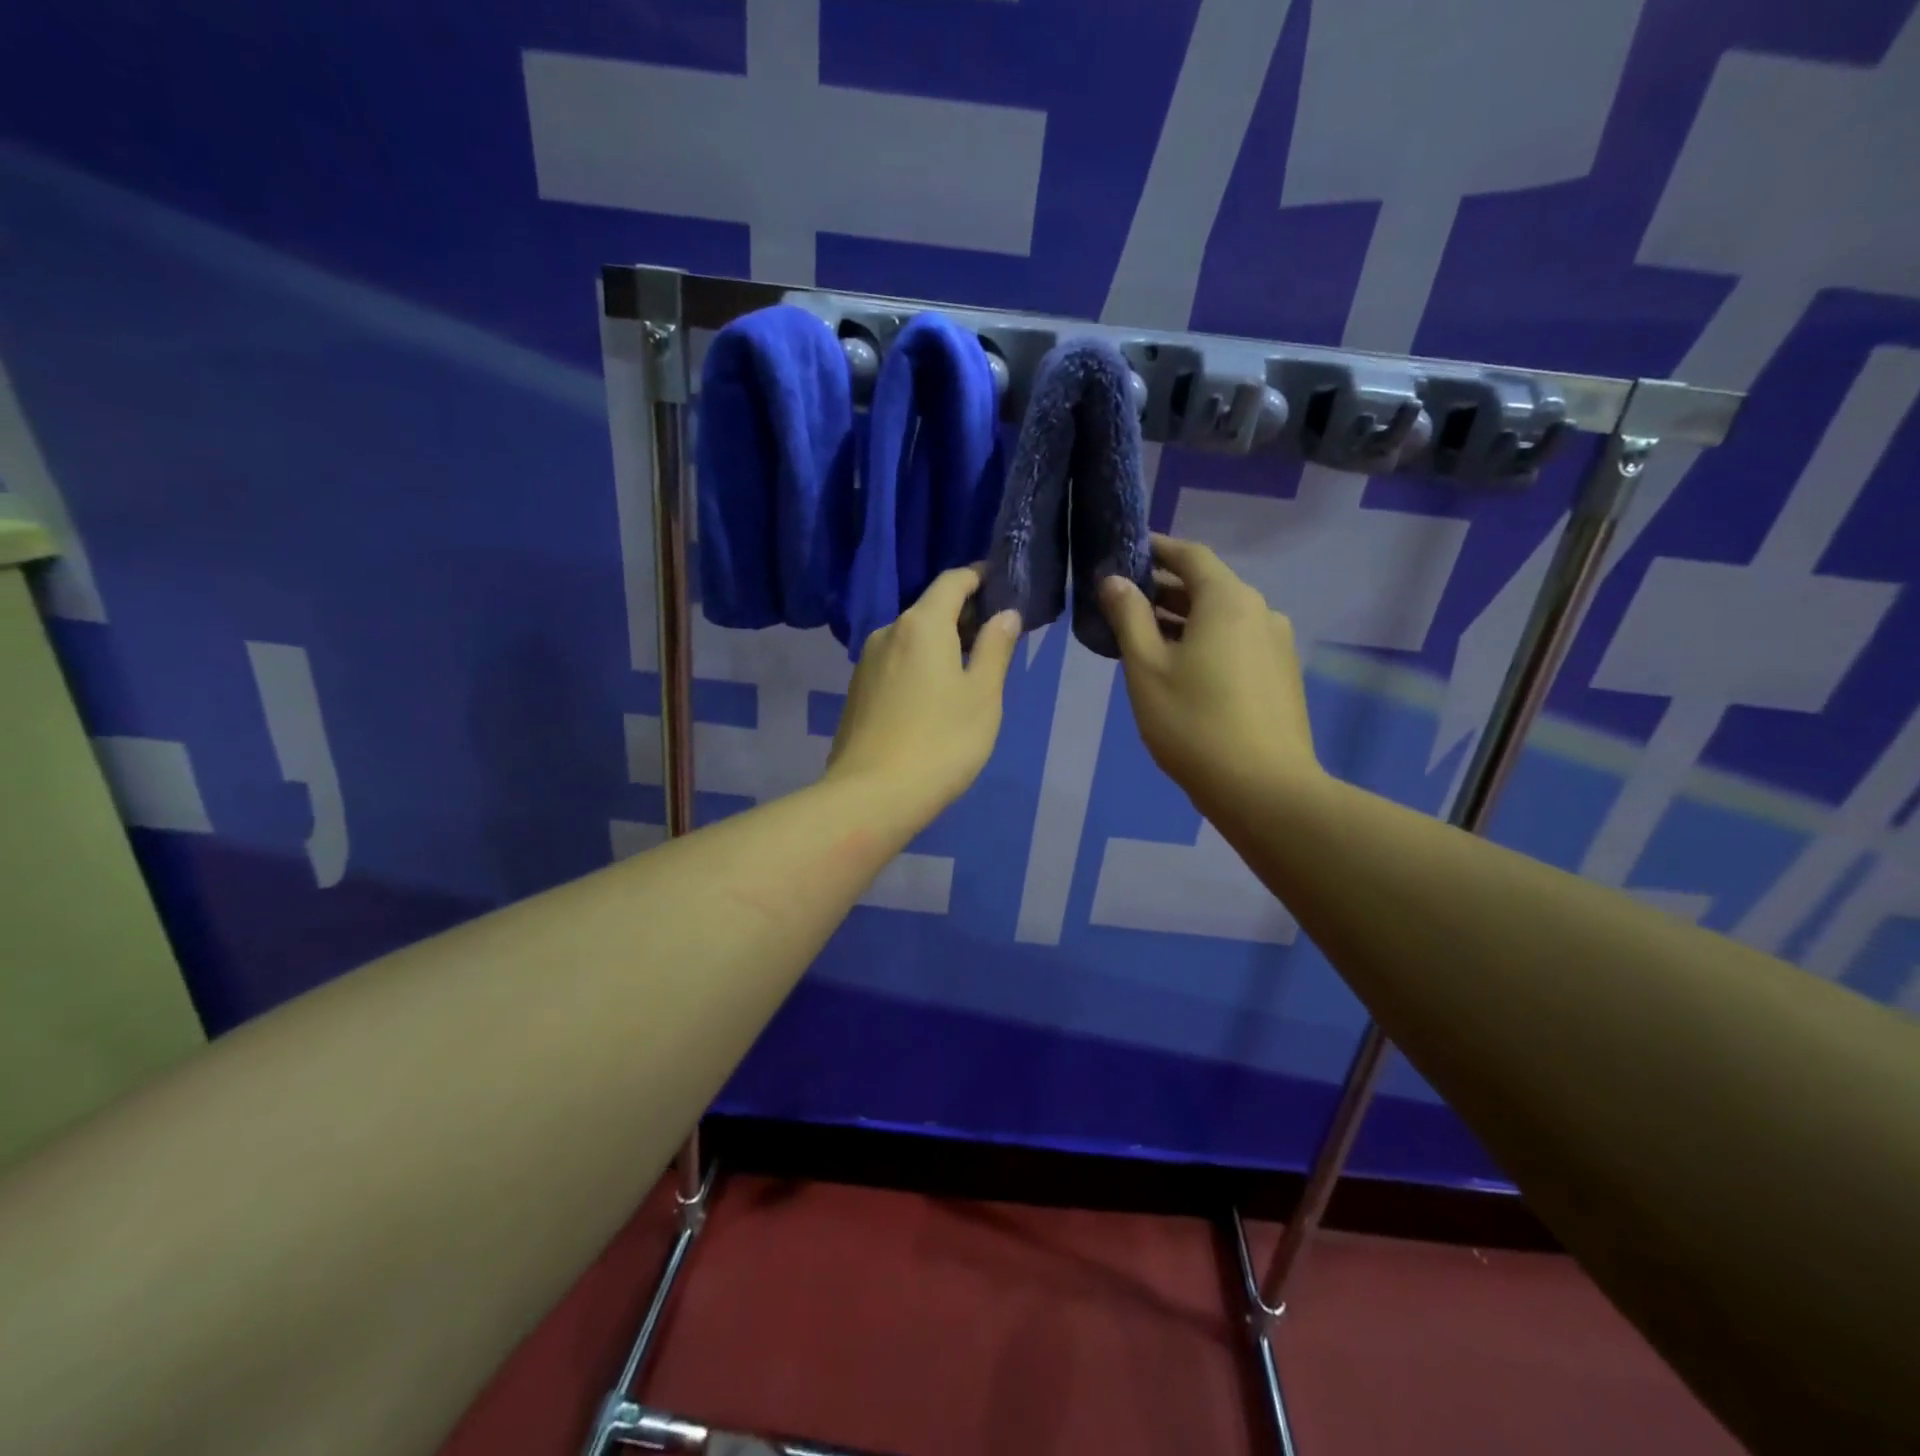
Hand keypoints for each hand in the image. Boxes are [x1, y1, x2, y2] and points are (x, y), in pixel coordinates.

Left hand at [826, 565, 1020, 827]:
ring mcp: (866, 663)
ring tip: (968, 670)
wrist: (872, 796)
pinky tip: (934, 696)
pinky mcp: (857, 691)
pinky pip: (895, 663)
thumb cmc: (941, 742)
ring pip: (910, 639)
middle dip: (963, 615)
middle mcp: (888, 632)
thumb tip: (1004, 614)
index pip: (952, 581)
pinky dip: (919, 665)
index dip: (979, 576)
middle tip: (995, 636)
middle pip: (929, 609)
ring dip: (940, 643)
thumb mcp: (983, 695)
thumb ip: (995, 648)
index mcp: (921, 624)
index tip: (1002, 585)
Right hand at [1099, 534, 1319, 815]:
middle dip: (1166, 588)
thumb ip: (1129, 617)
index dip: (1157, 549)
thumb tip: (1114, 580)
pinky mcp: (1282, 674)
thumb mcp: (1147, 668)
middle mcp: (1260, 611)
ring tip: (1147, 637)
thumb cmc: (1193, 723)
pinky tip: (1183, 668)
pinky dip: (1207, 641)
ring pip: (1223, 617)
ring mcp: (1277, 644)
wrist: (1263, 788)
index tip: (1127, 552)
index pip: (1190, 555)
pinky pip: (1238, 642)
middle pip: (1209, 585)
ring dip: (1185, 618)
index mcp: (1228, 600)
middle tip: (1125, 601)